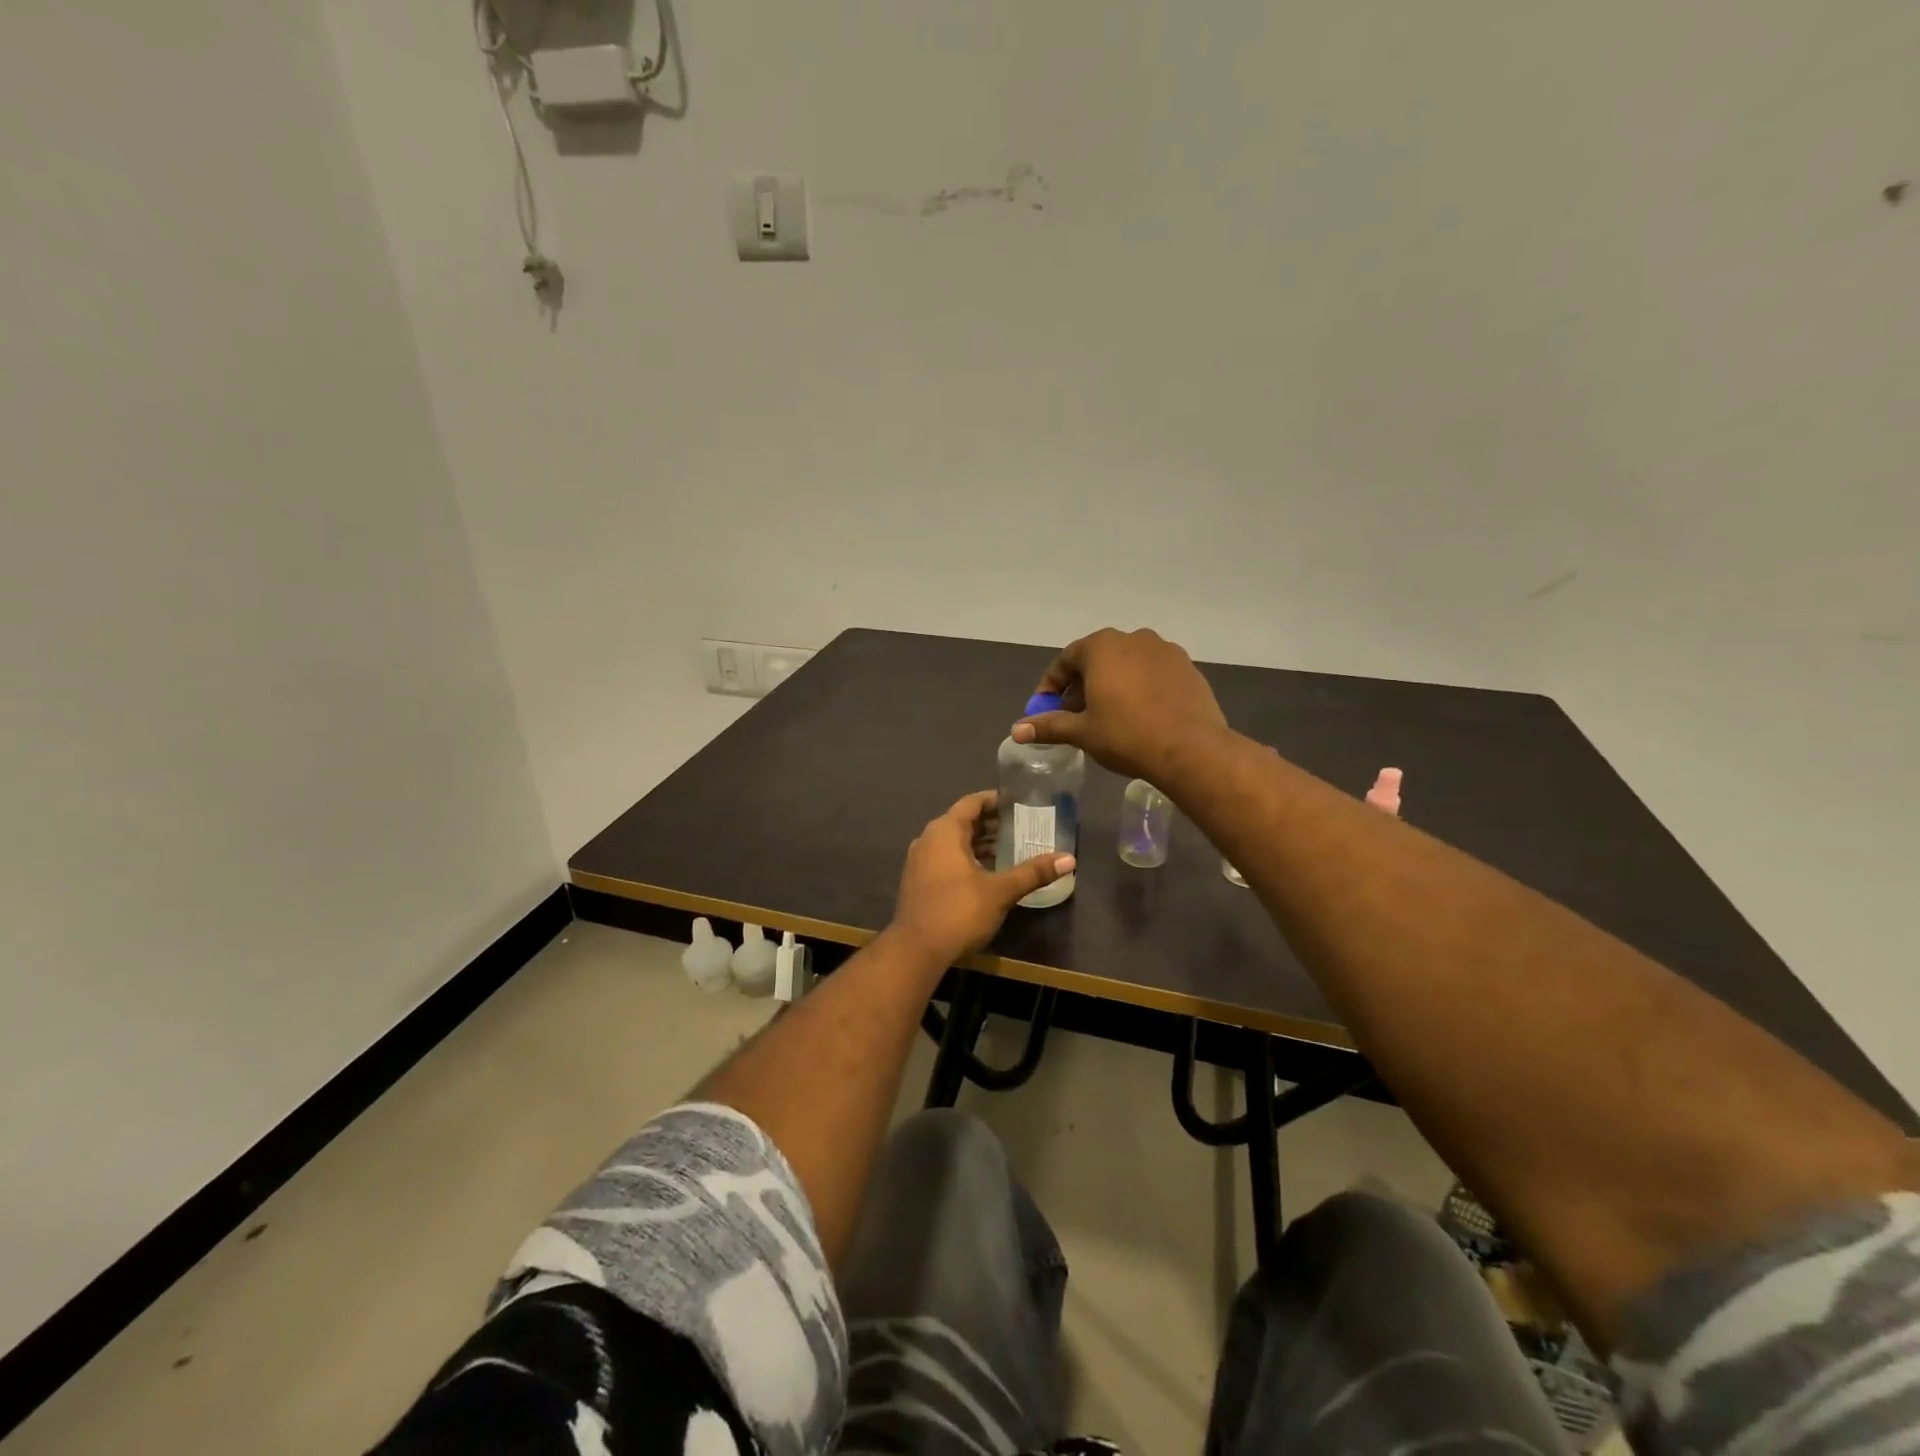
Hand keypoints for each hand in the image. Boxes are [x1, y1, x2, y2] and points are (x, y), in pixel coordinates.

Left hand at [886, 791, 1074, 967]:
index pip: (972, 803)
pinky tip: (988, 873)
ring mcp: (920, 861)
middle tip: (1022, 828)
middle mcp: (928, 840)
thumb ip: (1032, 872)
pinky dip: (967, 859)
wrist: (916, 951)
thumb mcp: (1000, 891)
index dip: (995, 801)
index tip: (1018, 803)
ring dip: (979, 844)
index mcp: (945, 831)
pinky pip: (945, 859)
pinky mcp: (919, 882)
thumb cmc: (958, 911)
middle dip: (991, 824)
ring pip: (953, 843)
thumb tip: (1069, 859)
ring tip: (1010, 850)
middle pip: (963, 822)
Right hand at [1012, 627, 1228, 784]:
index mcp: (1102, 646)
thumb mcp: (1082, 732)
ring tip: (1107, 716)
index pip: (1066, 660)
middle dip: (1081, 686)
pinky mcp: (1188, 668)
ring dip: (1111, 685)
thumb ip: (1048, 726)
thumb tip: (1016, 730)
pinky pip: (1153, 674)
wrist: (1191, 748)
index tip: (1045, 710)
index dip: (1051, 686)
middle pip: (1097, 659)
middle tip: (1074, 716)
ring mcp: (1165, 650)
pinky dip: (1139, 688)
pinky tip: (1139, 715)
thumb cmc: (1126, 735)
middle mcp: (1133, 638)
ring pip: (1127, 665)